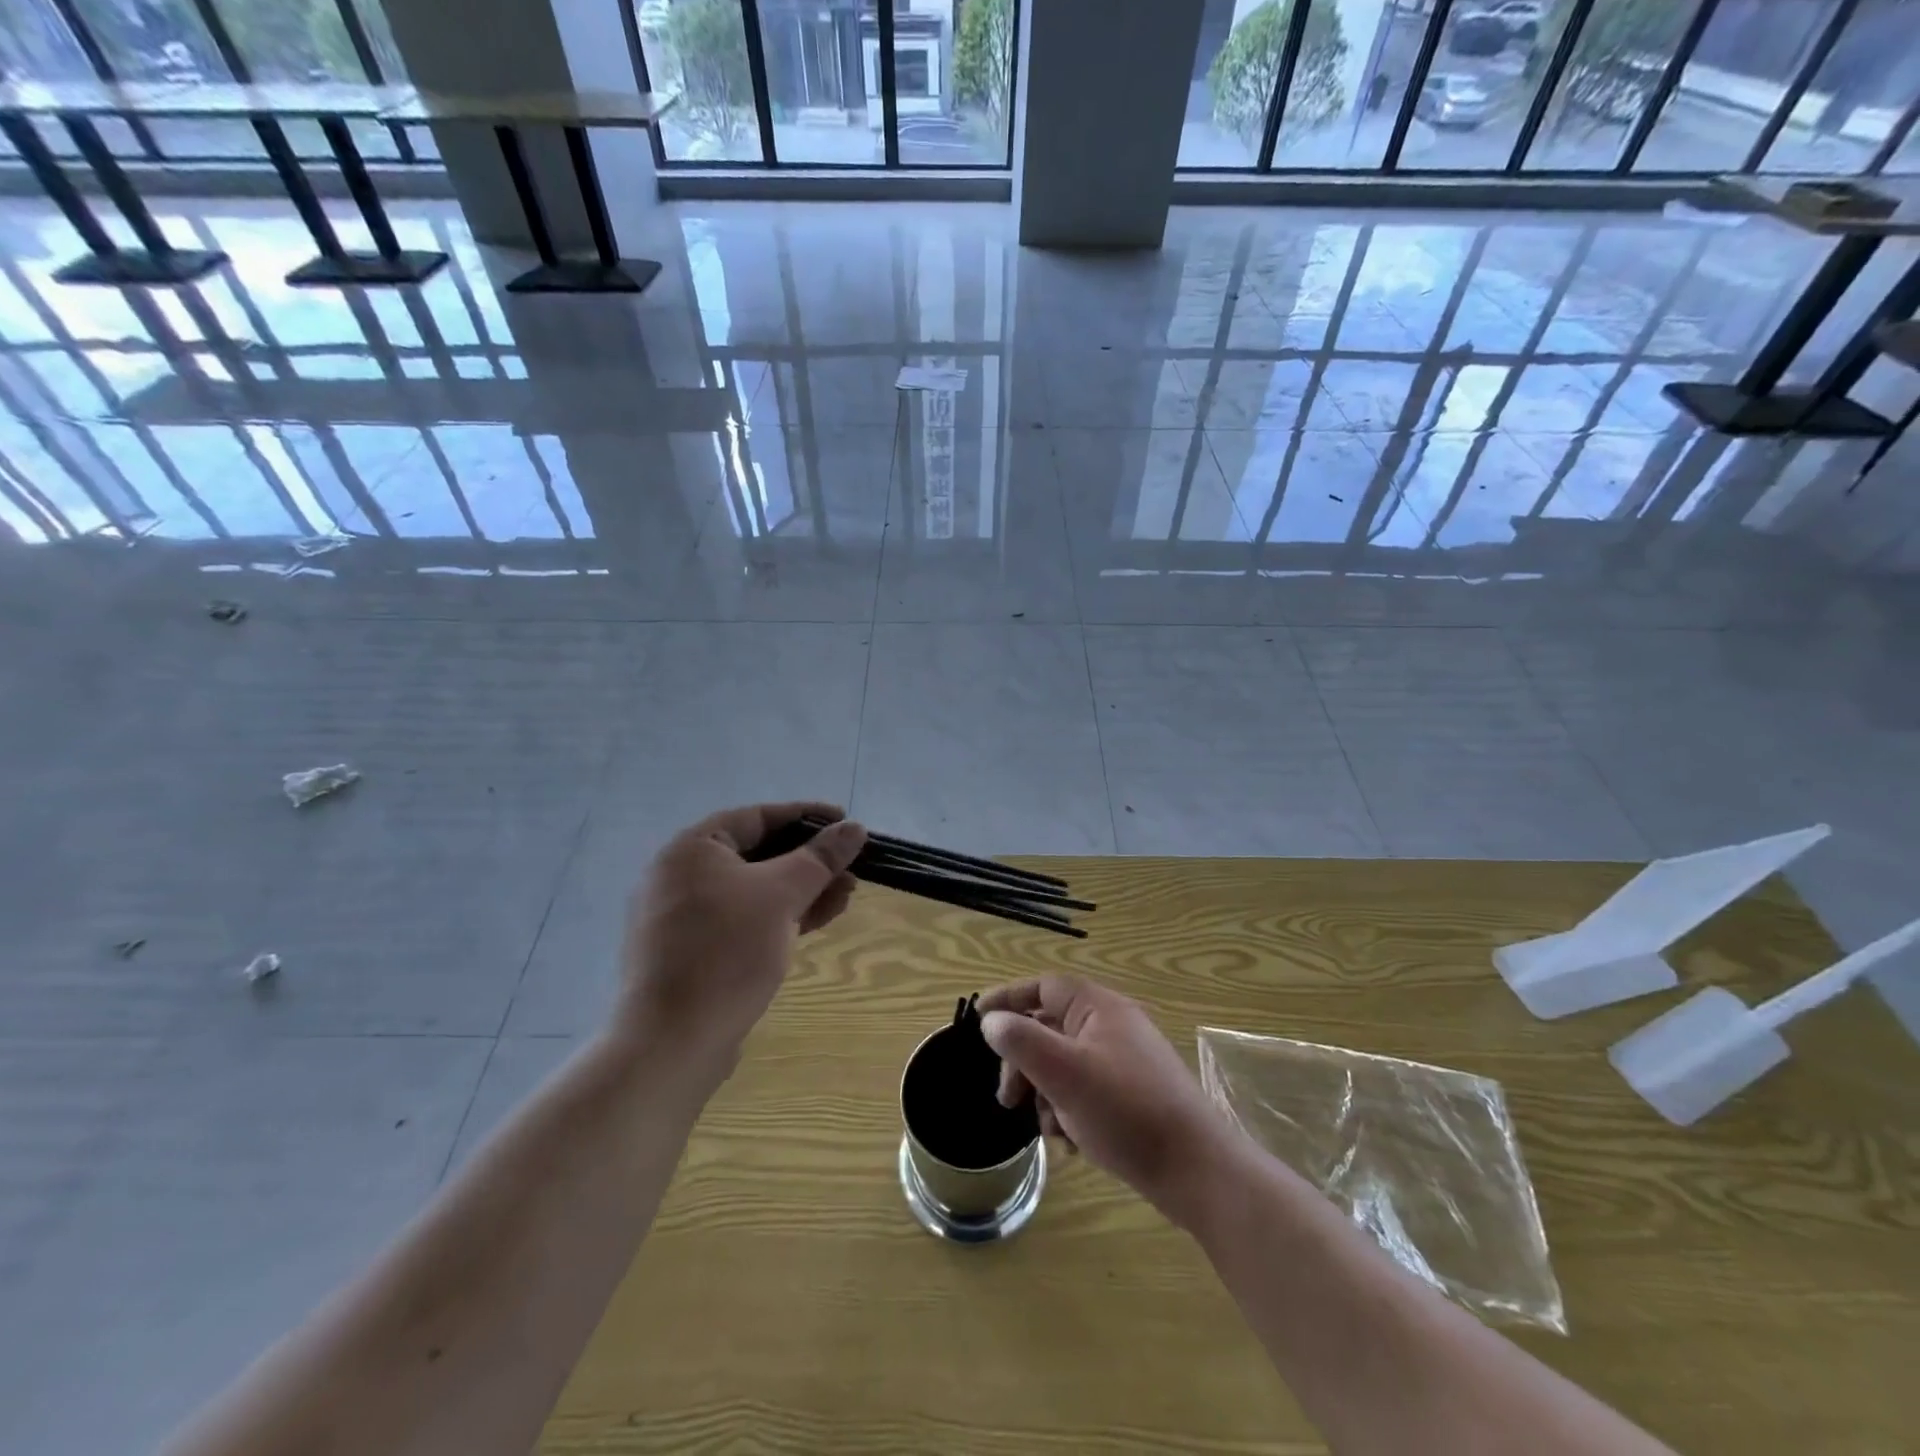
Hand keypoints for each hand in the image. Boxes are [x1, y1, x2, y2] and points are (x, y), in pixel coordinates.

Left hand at [620, 802, 865, 1076]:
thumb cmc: (727, 951)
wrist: (673, 1041)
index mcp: (692, 849)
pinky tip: (818, 920)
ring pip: (755, 891)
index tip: (845, 822)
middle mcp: (681, 875)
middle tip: (851, 868)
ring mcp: (685, 917)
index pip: (758, 817)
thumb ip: (820, 858)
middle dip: (810, 862)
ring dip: (802, 890)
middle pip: (758, 854)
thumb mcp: (782, 895)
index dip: (806, 816)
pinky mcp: (694, 952)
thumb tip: (854, 828)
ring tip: (846, 896)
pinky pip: (744, 920)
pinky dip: (780, 916)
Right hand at [979, 975, 1240, 1227]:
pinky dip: (1070, 1112)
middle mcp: (1113, 1026)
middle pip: (1050, 1029)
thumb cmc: (1126, 1111)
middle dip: (1023, 1063)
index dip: (1009, 998)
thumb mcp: (1064, 1073)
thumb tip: (992, 1022)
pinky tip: (1073, 1144)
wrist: (1198, 1170)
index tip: (978, 1019)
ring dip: (1045, 1094)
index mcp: (1099, 1008)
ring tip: (1049, 1130)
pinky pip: (1086, 1091)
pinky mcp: (1133, 1096)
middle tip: (1007, 1099)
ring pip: (1065, 1065)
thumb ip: (1022, 1041)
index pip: (1044, 987)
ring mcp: (1125, 1062)